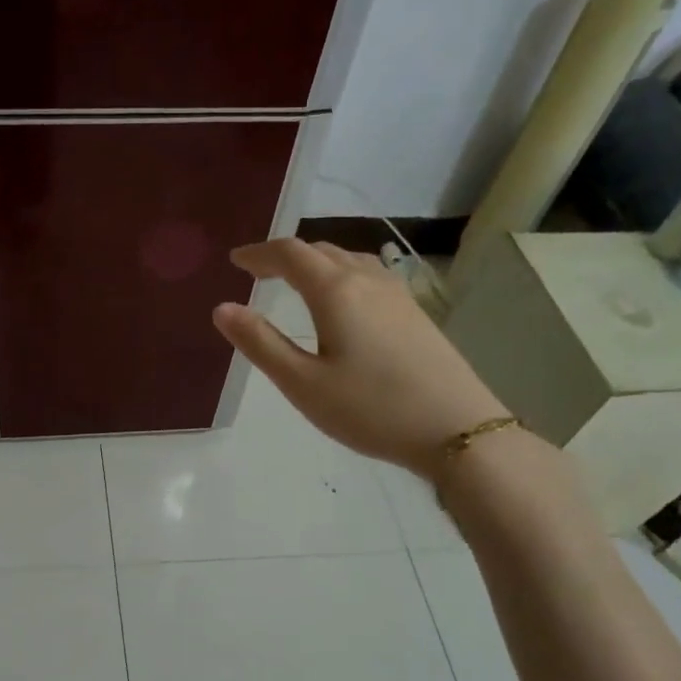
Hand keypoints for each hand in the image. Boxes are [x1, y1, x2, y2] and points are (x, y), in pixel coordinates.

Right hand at [212, 239, 504, 479]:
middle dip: (285, 256)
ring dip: (316, 263)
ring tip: (295, 282)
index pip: (290, 254)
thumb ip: (260, 343)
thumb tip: (222, 308)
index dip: (259, 253)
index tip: (236, 261)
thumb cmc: (370, 409)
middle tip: (258, 273)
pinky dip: (341, 275)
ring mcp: (397, 294)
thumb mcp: (302, 383)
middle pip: (320, 250)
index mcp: (335, 292)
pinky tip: (342, 301)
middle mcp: (367, 280)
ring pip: (348, 260)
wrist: (457, 429)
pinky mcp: (415, 312)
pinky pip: (369, 275)